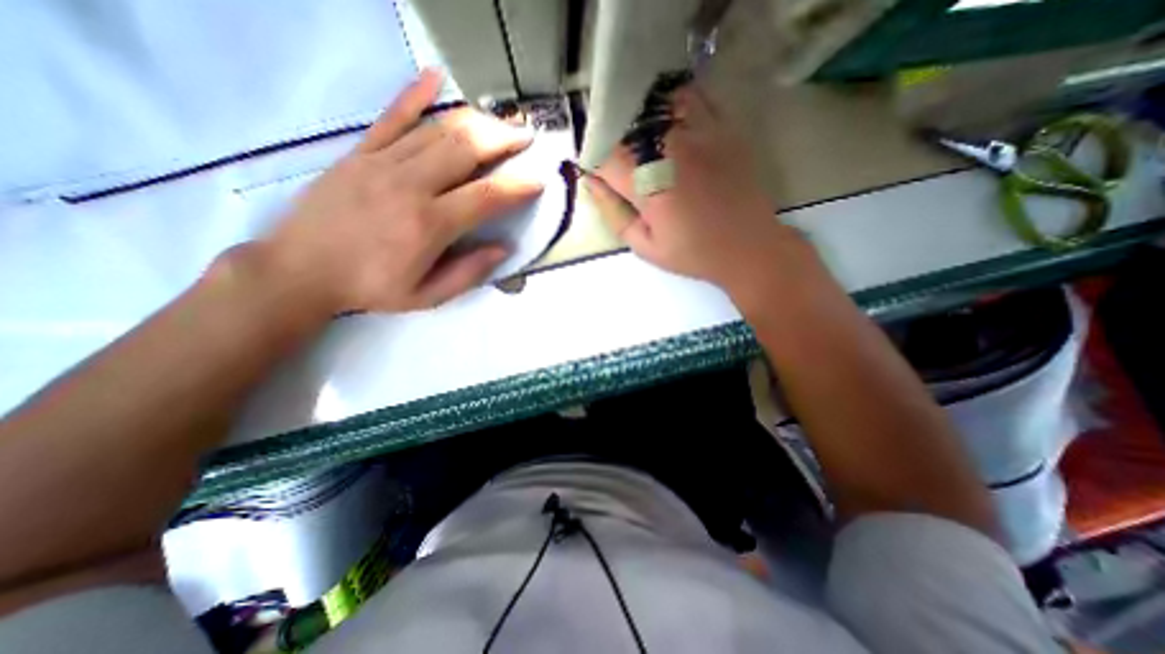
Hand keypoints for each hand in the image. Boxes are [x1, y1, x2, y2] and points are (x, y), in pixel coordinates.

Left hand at [258, 68, 539, 313]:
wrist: (299, 270)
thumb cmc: (370, 288)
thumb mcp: (426, 296)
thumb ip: (468, 273)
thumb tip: (504, 248)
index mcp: (429, 225)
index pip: (486, 196)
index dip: (517, 187)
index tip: (538, 180)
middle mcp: (409, 186)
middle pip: (465, 150)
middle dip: (502, 140)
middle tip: (526, 137)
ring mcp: (382, 163)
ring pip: (437, 130)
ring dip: (475, 121)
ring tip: (500, 121)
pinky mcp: (359, 153)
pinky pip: (391, 116)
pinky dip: (415, 94)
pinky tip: (435, 77)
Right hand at [592, 85, 812, 292]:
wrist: (749, 247)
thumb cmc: (693, 253)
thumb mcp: (645, 247)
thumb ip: (614, 214)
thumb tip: (592, 183)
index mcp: (650, 185)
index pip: (605, 156)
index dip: (594, 162)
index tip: (597, 174)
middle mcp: (672, 149)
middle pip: (627, 124)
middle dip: (613, 138)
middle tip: (616, 161)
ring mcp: (701, 132)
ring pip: (656, 104)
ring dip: (639, 117)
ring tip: (639, 140)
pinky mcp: (723, 126)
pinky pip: (691, 97)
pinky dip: (671, 103)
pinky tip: (667, 122)